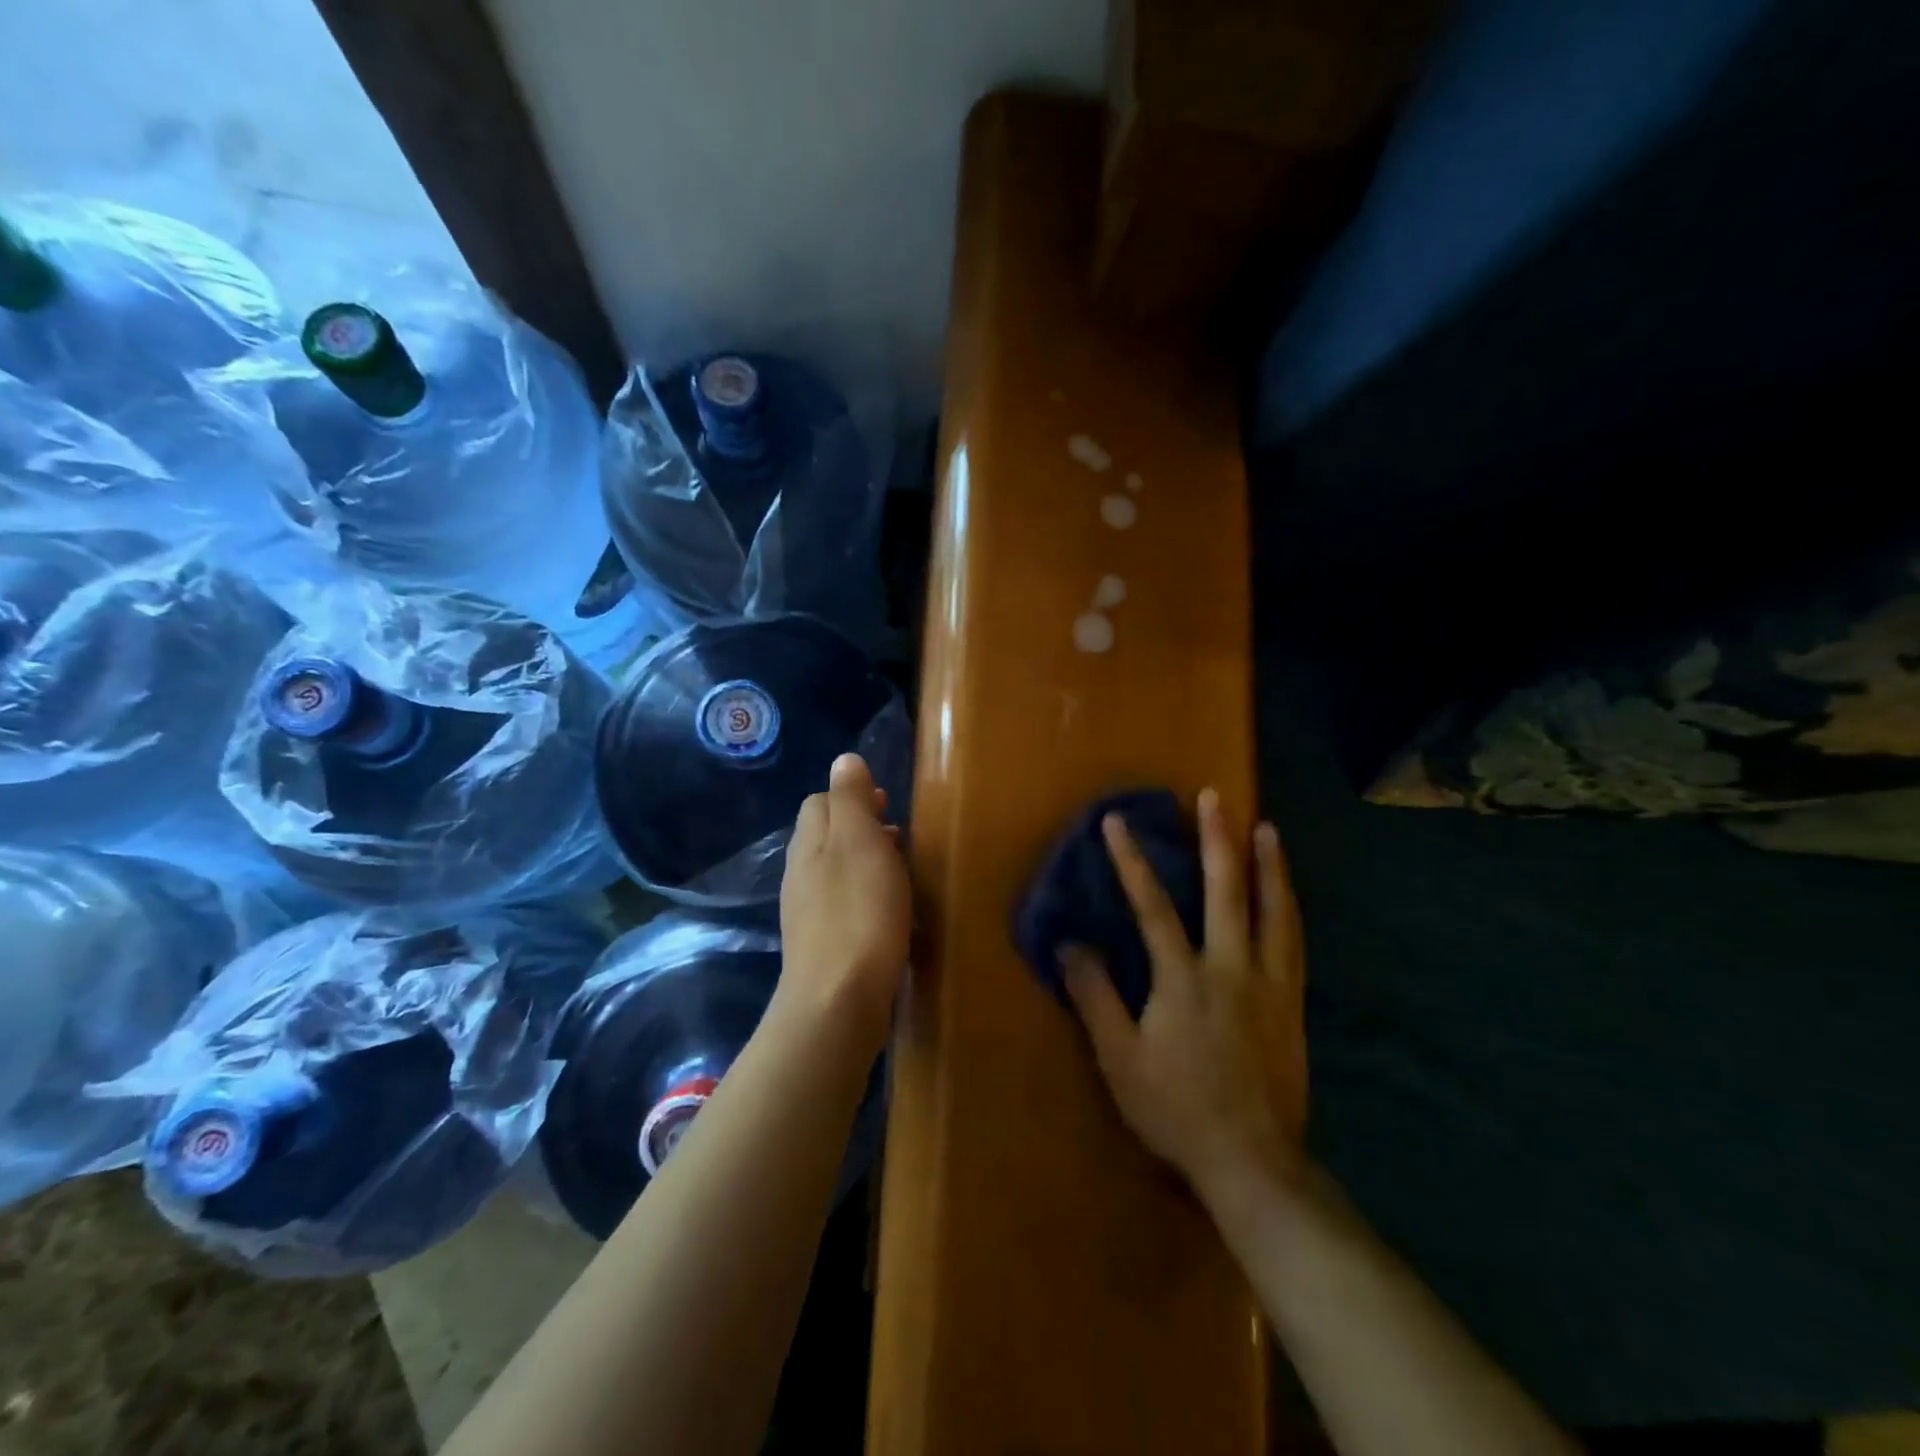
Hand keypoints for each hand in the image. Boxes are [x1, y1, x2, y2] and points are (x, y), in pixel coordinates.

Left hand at [777, 753, 911, 1055]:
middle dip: (862, 829)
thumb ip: (850, 799)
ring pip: (837, 871)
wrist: (838, 1001)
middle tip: (901, 838)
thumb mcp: (860, 842)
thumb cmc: (858, 912)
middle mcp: (801, 873)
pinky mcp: (822, 946)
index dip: (853, 796)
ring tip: (902, 873)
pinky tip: (890, 913)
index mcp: (809, 843)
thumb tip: (844, 760)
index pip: (821, 801)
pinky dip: (866, 897)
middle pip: (827, 836)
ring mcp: (808, 912)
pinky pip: (844, 905)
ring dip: (866, 863)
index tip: (888, 805)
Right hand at [1061, 789, 1307, 1210]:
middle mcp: (1231, 968)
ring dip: (1268, 865)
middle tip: (1215, 797)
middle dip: (1217, 839)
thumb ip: (1094, 996)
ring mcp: (1269, 984)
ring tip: (1267, 829)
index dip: (1131, 861)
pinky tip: (1288, 895)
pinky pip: (1294, 943)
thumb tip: (1069, 943)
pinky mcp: (1292, 1004)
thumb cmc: (1176, 1109)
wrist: (1253, 1162)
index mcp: (1183, 978)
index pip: (1153, 906)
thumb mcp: (1119, 1058)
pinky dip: (1290, 909)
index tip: (1117, 821)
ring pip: (1274, 911)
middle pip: (1226, 891)